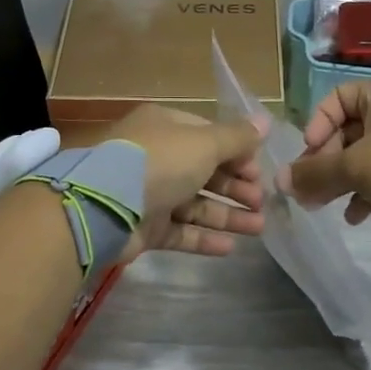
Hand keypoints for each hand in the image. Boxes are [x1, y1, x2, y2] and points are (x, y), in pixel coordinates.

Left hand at [105, 105, 266, 262]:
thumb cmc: (161, 162)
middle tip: (261, 202)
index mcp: (166, 126)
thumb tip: (265, 122)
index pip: (209, 135)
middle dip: (235, 187)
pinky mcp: (143, 226)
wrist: (105, 206)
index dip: (237, 153)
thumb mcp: (204, 143)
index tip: (259, 171)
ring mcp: (148, 193)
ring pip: (194, 203)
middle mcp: (157, 156)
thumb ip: (237, 138)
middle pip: (204, 171)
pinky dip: (203, 237)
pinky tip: (230, 247)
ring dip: (227, 214)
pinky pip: (179, 230)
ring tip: (259, 228)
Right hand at [281, 79, 370, 243]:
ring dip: (342, 180)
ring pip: (366, 155)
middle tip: (309, 189)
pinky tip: (355, 216)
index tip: (310, 153)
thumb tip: (280, 181)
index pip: (337, 98)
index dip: (318, 124)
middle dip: (325, 161)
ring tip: (322, 206)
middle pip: (349, 130)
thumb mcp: (355, 167)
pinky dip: (367, 191)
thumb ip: (315, 172)